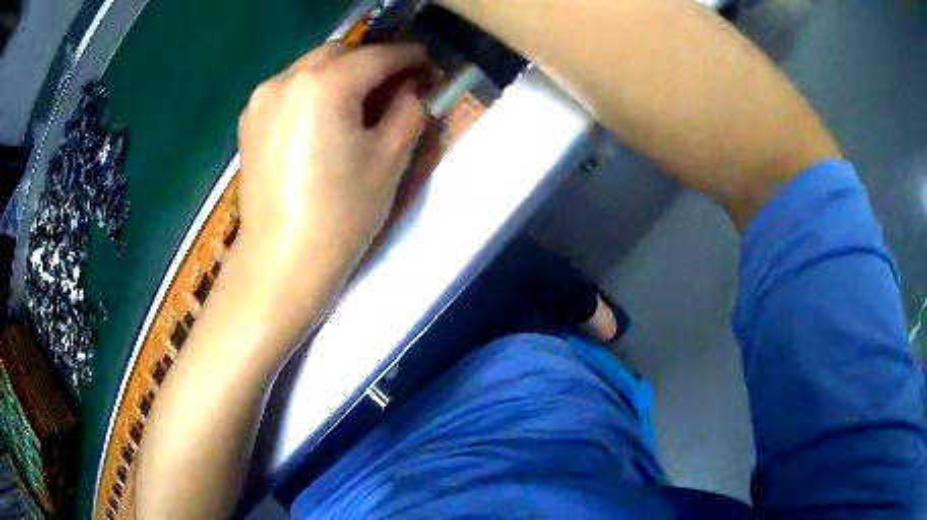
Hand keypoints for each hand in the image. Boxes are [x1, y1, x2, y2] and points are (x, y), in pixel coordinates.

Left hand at [236, 43, 429, 292]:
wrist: (282, 261)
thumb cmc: (340, 213)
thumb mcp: (390, 159)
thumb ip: (409, 110)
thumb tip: (412, 90)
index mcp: (325, 84)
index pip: (377, 56)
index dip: (409, 57)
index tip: (427, 64)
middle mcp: (287, 79)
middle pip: (339, 53)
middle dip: (371, 62)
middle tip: (395, 85)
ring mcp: (261, 100)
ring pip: (310, 68)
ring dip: (340, 74)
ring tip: (359, 102)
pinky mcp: (249, 122)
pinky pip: (288, 89)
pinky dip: (312, 91)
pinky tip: (323, 118)